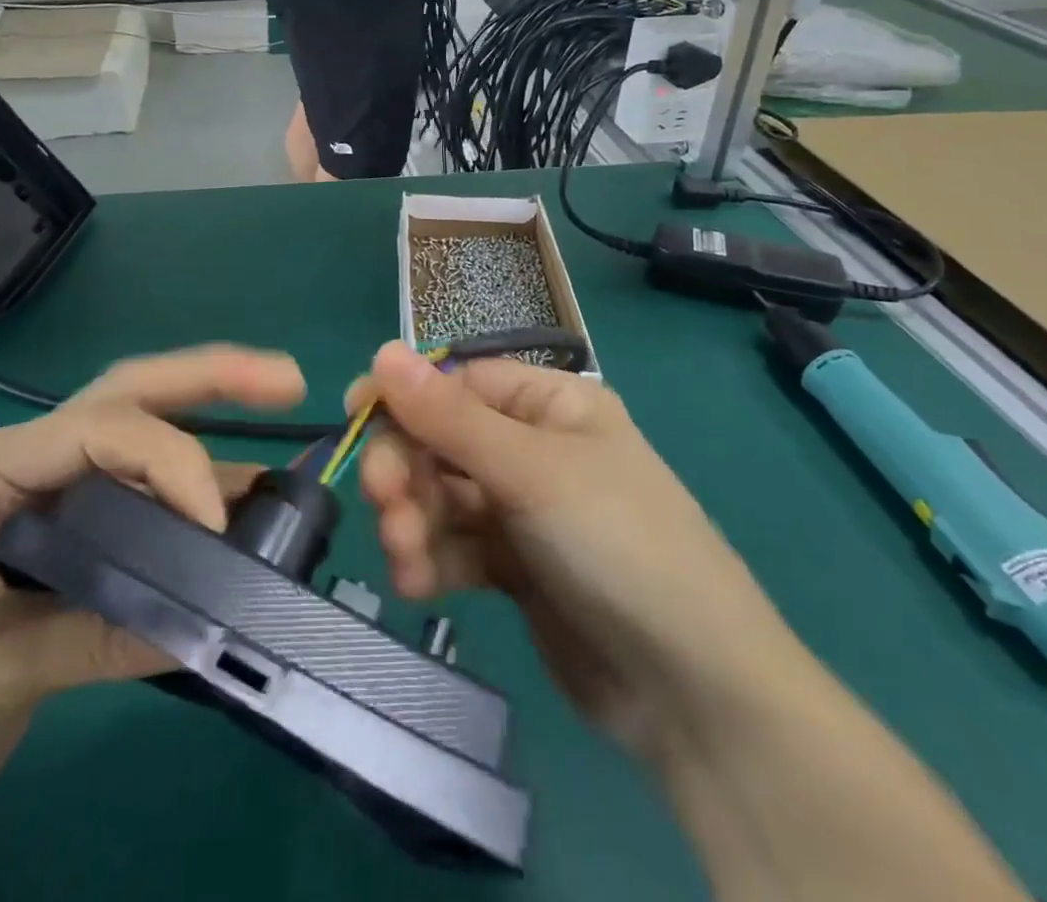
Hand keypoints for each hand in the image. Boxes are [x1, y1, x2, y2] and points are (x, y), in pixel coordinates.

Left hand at [0, 346, 302, 881]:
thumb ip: (99, 633)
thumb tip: (209, 622)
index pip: (102, 431)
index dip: (172, 463)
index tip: (218, 528)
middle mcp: (29, 464)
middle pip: (131, 398)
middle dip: (211, 379)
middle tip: (285, 378)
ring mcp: (52, 500)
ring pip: (146, 444)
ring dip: (213, 442)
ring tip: (284, 444)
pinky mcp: (72, 544)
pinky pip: (146, 507)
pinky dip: (197, 505)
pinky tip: (248, 514)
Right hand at [353, 343, 796, 756]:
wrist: (694, 695)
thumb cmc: (618, 546)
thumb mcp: (531, 472)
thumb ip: (448, 416)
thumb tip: (382, 350)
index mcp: (551, 404)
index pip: (458, 382)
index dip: (404, 398)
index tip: (353, 419)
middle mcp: (534, 448)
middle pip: (442, 440)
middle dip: (407, 471)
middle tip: (383, 504)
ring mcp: (524, 509)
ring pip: (443, 497)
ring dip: (414, 522)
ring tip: (405, 557)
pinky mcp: (515, 566)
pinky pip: (457, 547)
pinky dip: (432, 560)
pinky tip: (417, 585)